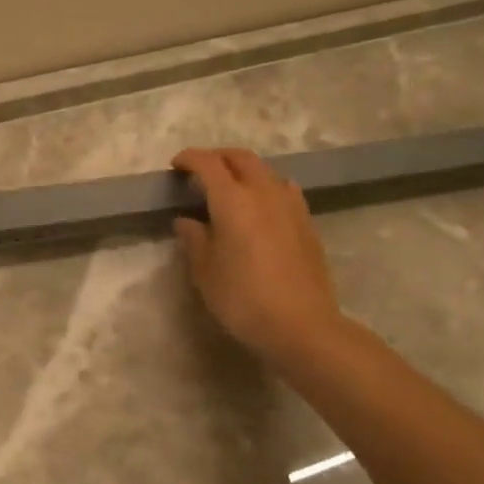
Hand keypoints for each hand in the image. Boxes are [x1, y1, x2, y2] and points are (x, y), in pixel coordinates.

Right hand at [172, 147, 350, 366]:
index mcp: (233, 200)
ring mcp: (290, 205)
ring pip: (265, 170)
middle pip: (240, 157)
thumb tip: (187, 221)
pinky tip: (261, 207)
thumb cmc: (244, 299)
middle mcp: (263, 192)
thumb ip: (194, 239)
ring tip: (230, 188)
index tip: (176, 166)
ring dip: (243, 170)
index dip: (190, 159)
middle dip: (217, 157)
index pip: (208, 163)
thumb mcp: (205, 272)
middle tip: (200, 172)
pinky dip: (265, 186)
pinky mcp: (307, 222)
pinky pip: (283, 189)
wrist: (303, 326)